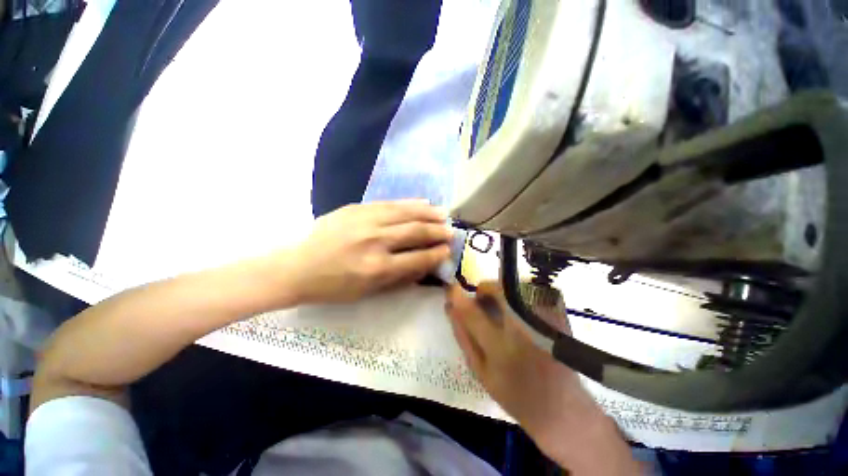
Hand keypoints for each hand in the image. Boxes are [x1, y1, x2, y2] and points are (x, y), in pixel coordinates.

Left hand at [292, 200, 451, 302]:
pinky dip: (409, 203)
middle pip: (415, 232)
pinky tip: (422, 202)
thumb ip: (399, 277)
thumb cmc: (334, 287)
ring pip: (405, 213)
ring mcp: (365, 221)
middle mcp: (375, 241)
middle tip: (451, 231)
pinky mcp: (357, 208)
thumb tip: (425, 264)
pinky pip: (389, 203)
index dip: (436, 254)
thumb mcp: (368, 291)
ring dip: (428, 213)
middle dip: (437, 232)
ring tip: (443, 213)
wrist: (298, 267)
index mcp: (377, 268)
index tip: (447, 250)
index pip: (417, 258)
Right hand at [445, 282, 640, 475]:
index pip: (472, 312)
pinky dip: (520, 296)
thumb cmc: (515, 394)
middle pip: (499, 290)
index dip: (458, 296)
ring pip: (515, 286)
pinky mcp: (558, 313)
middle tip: (483, 301)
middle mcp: (524, 328)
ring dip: (503, 293)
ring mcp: (545, 318)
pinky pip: (532, 290)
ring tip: (504, 310)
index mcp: (501, 348)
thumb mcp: (480, 370)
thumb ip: (463, 335)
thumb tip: (450, 307)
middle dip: (486, 289)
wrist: (562, 408)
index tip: (451, 288)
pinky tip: (522, 314)